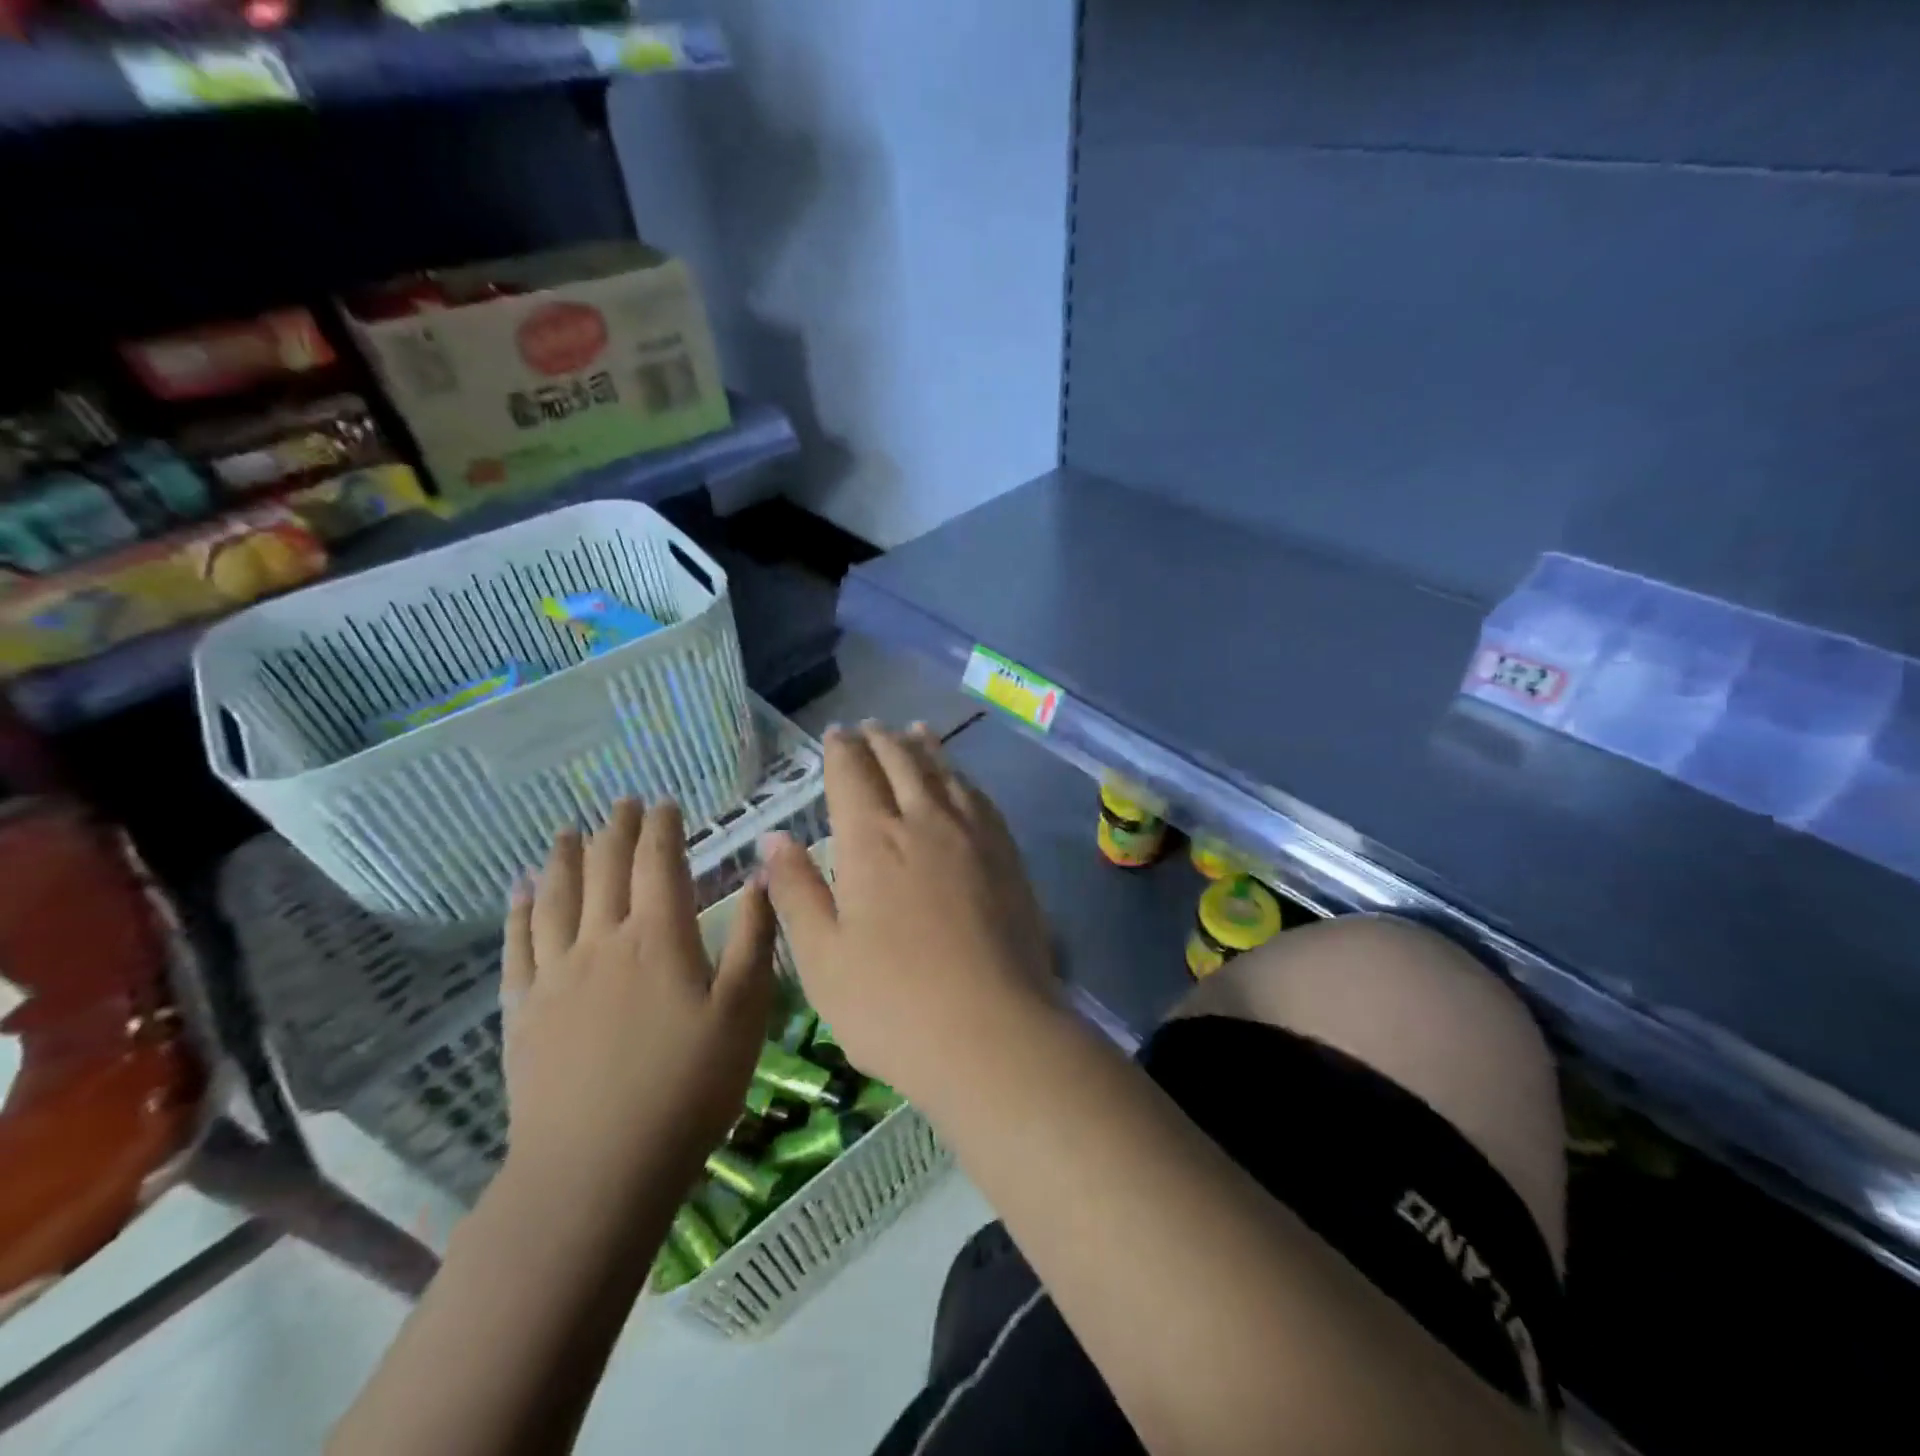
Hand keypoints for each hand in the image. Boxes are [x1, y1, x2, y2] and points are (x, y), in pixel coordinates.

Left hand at [500, 800, 775, 1202]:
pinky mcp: (524, 1010)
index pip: (658, 861)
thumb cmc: (688, 1087)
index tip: (665, 803)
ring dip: (563, 857)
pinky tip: (520, 890)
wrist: (597, 1168)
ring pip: (556, 896)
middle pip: (605, 868)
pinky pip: (518, 943)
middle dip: (616, 830)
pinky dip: (519, 908)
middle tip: (622, 804)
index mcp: (659, 937)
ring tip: (567, 831)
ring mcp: (556, 974)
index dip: (662, 827)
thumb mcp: (744, 1011)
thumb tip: (760, 875)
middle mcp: (602, 940)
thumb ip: (754, 937)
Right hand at [760, 722, 1056, 1107]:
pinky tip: (962, 782)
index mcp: (871, 840)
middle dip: (881, 740)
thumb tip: (773, 839)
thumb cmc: (891, 1003)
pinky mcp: (1007, 857)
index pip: (853, 774)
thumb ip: (796, 891)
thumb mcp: (821, 957)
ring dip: (925, 748)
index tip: (836, 734)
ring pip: (945, 774)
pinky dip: (963, 778)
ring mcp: (972, 836)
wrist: (992, 1032)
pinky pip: (981, 798)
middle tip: (870, 727)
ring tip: (915, 731)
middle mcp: (924, 821)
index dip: (841, 750)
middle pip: (901, 762)